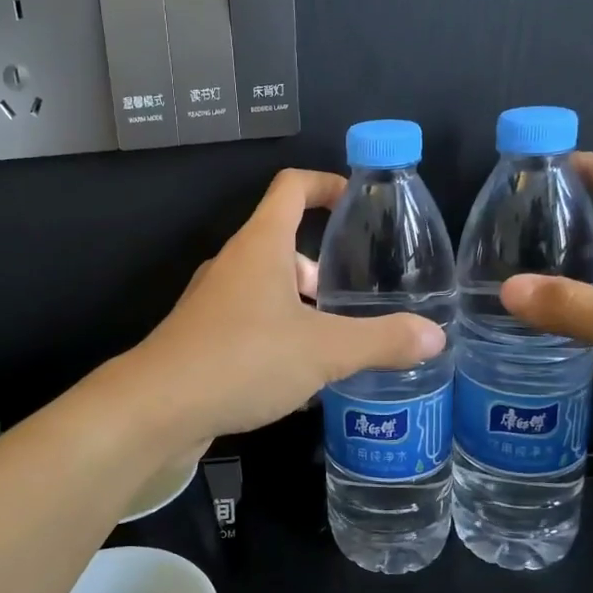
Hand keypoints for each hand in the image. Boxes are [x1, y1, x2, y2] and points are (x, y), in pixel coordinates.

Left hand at [130, 169, 446, 443]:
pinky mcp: (201, 339)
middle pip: (283, 245)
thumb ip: (381, 341)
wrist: (157, 408)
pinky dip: (278, 338)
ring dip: (301, 309)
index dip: (326, 184)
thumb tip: (434, 336)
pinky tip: (299, 379)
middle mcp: (232, 265)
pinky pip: (250, 325)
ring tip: (337, 345)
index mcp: (260, 245)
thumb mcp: (324, 351)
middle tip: (356, 302)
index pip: (292, 188)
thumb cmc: (243, 359)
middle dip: (322, 269)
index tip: (358, 200)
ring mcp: (212, 303)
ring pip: (266, 291)